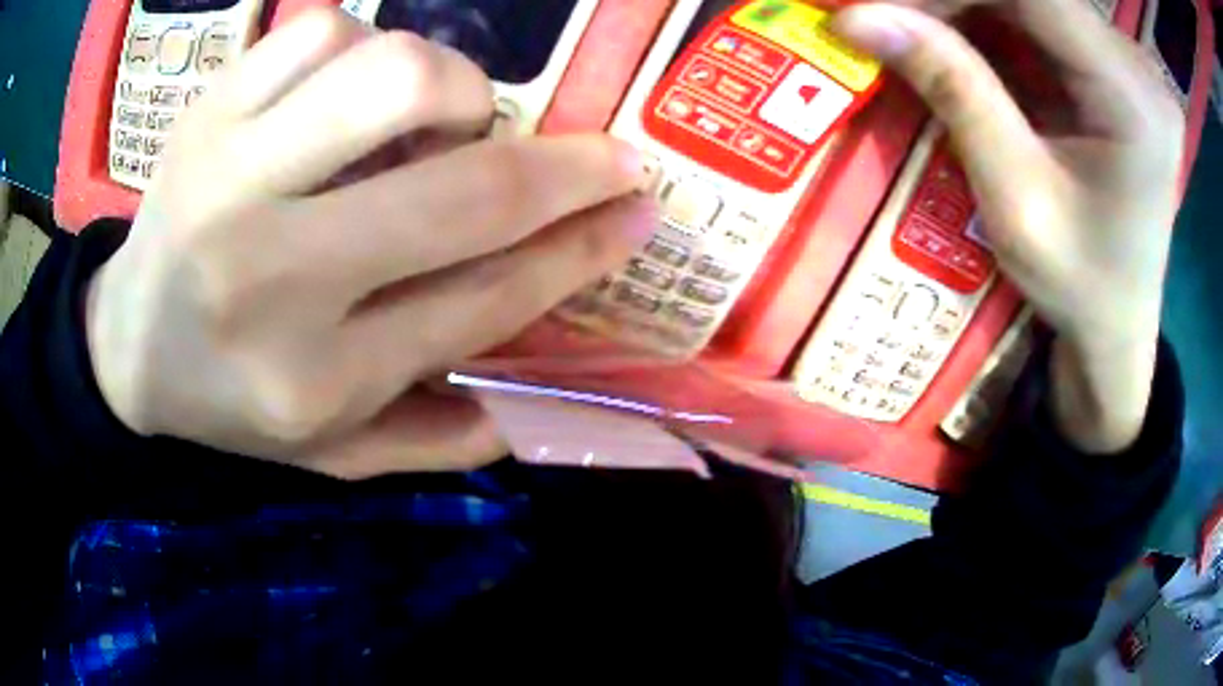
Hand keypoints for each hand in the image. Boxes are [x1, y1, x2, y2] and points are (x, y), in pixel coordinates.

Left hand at [85, 9, 652, 477]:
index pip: (484, 300)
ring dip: (456, 90)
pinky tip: (350, 93)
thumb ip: (430, 438)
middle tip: (605, 156)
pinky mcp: (208, 112)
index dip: (581, 250)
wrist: (125, 343)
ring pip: (392, 75)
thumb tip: (527, 407)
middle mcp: (273, 277)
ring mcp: (229, 177)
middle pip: (463, 190)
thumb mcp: (330, 452)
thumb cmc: (228, 402)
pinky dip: (364, 47)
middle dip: (570, 167)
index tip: (639, 212)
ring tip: (443, 123)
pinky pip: (323, 34)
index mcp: (315, 378)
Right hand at [832, 0, 1183, 452]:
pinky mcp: (1113, 68)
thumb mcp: (1016, 201)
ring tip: (915, 36)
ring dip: (965, 9)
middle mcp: (1137, 67)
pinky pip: (1039, 19)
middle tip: (887, 19)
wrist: (1118, 326)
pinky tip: (959, 50)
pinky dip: (989, 24)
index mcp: (1135, 100)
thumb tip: (857, 15)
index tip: (880, 5)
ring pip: (1030, 0)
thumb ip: (954, 92)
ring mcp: (1128, 64)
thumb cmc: (1079, 287)